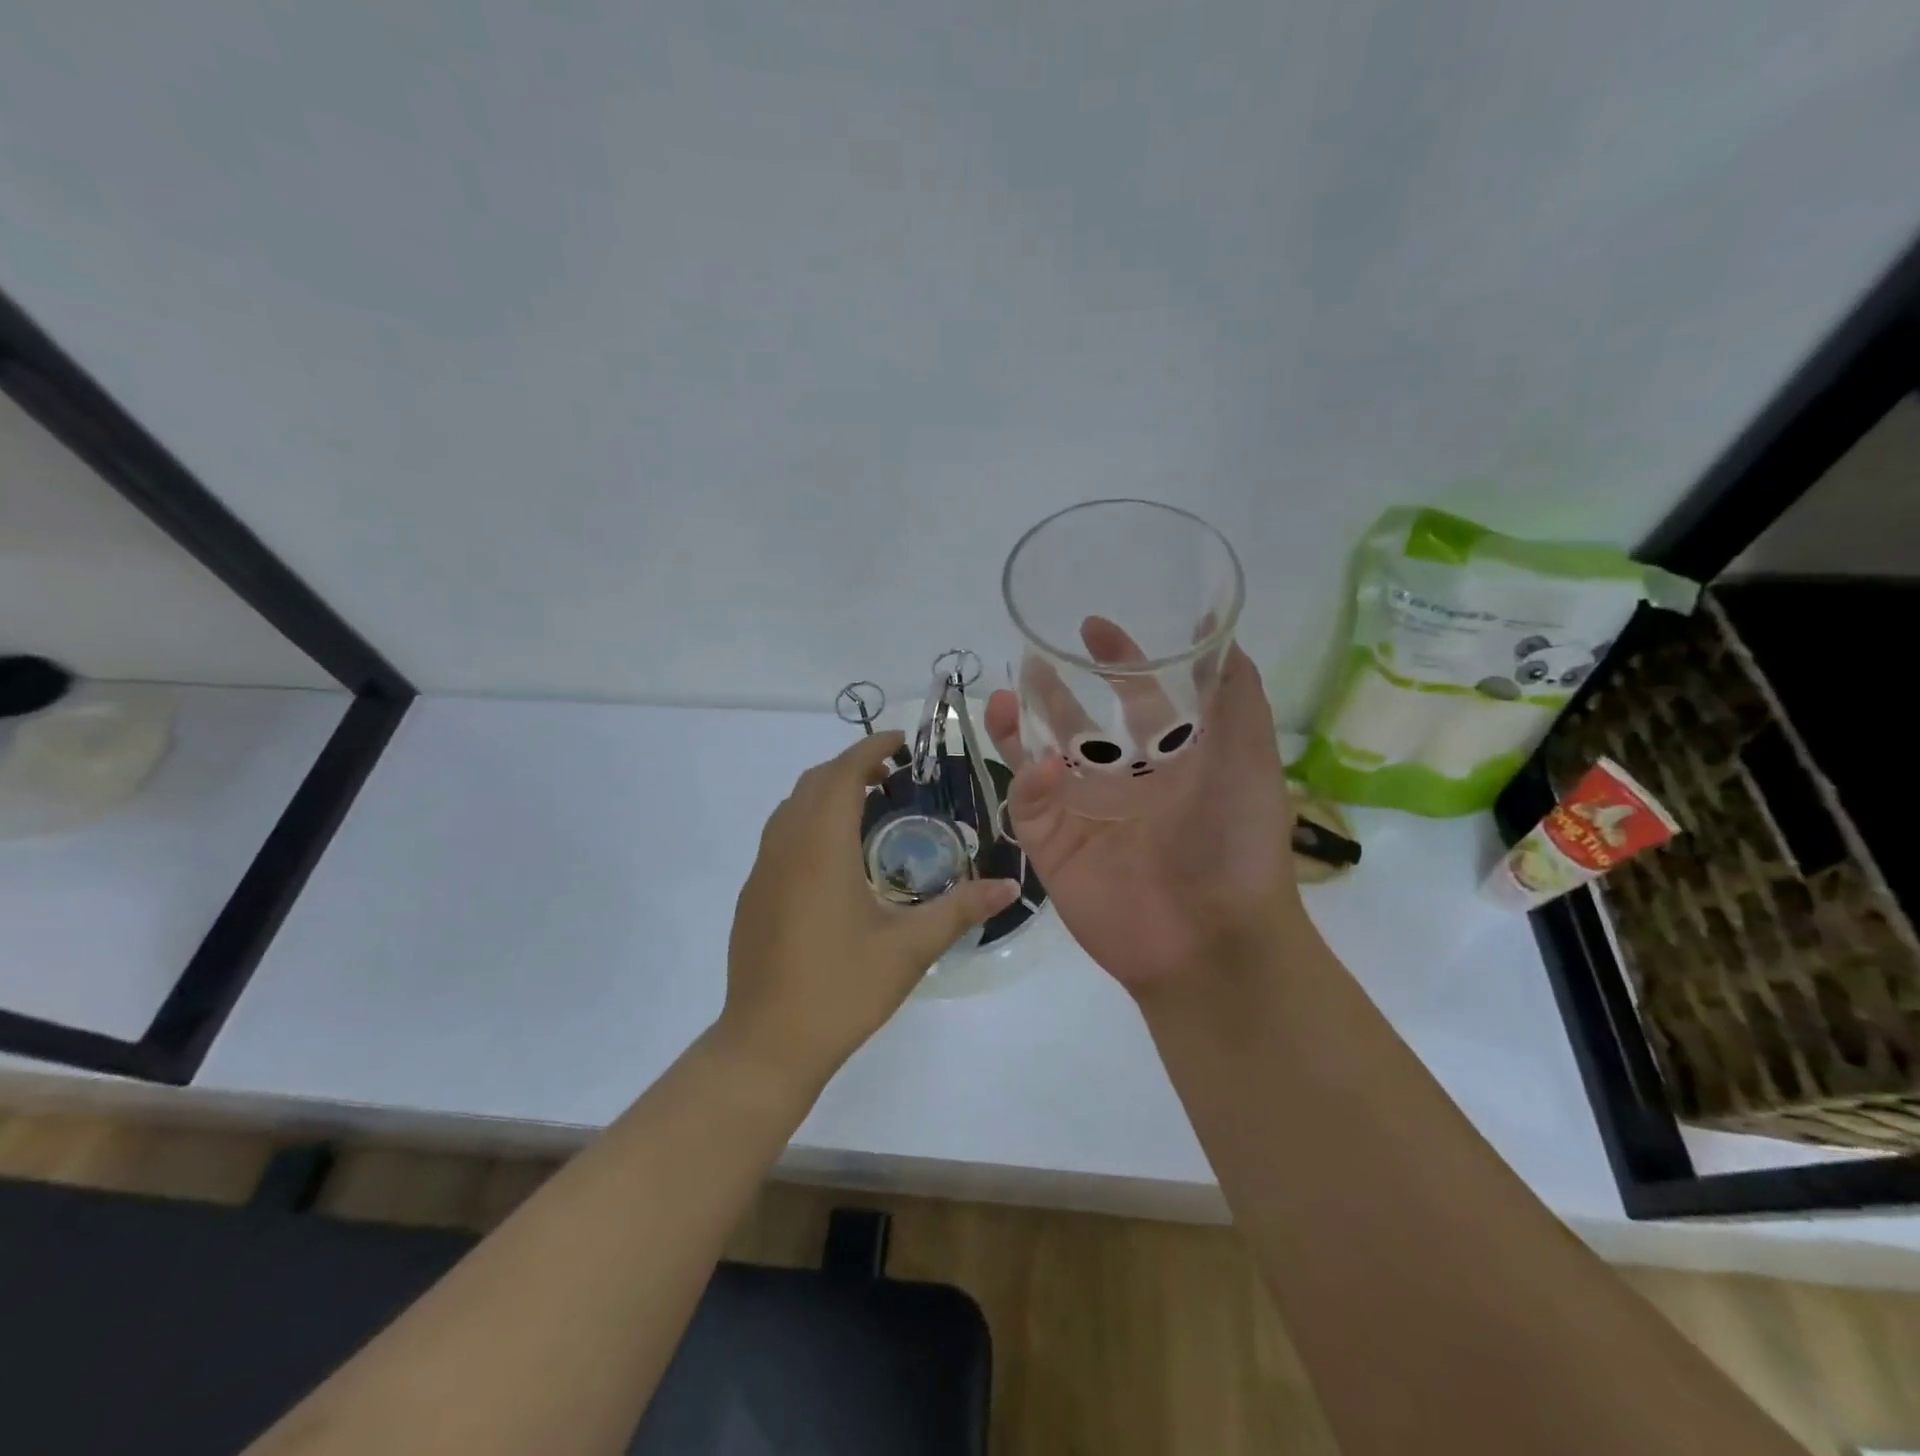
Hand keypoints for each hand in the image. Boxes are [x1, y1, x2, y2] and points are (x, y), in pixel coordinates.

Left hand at [717, 731, 1019, 1090]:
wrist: (767, 1044)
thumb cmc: (842, 989)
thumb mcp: (910, 948)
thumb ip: (961, 910)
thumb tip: (1011, 885)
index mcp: (820, 847)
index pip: (842, 773)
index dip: (870, 747)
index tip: (903, 743)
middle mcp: (785, 847)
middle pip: (814, 782)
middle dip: (851, 766)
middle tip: (893, 777)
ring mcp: (762, 871)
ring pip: (792, 807)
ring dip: (827, 793)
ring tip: (868, 810)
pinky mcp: (753, 896)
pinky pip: (780, 836)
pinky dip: (809, 821)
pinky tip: (836, 860)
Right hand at [985, 631, 1301, 996]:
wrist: (1213, 940)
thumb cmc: (1235, 840)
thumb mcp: (1248, 753)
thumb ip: (1233, 689)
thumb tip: (1213, 624)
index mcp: (1170, 760)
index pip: (1136, 699)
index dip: (1117, 661)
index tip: (1092, 627)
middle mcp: (1124, 783)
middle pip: (1077, 725)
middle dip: (1054, 691)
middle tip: (1033, 657)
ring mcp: (1085, 815)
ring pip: (1039, 759)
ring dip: (1020, 727)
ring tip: (1004, 697)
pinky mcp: (1054, 848)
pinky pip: (1032, 804)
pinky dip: (1030, 781)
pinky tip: (1041, 767)